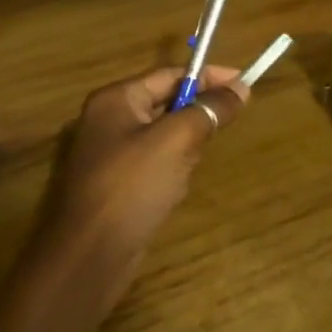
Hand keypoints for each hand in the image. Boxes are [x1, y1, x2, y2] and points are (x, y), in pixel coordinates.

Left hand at [47, 66, 248, 296]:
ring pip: (162, 137)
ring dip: (183, 150)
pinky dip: (170, 173)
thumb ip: (209, 110)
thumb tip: (240, 88)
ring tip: (186, 171)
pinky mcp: (112, 185)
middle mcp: (106, 120)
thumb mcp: (177, 140)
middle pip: (165, 103)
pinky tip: (171, 193)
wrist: (88, 258)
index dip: (208, 77)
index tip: (244, 85)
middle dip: (194, 119)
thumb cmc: (131, 187)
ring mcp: (107, 155)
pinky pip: (152, 165)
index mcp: (115, 99)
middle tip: (218, 133)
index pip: (169, 74)